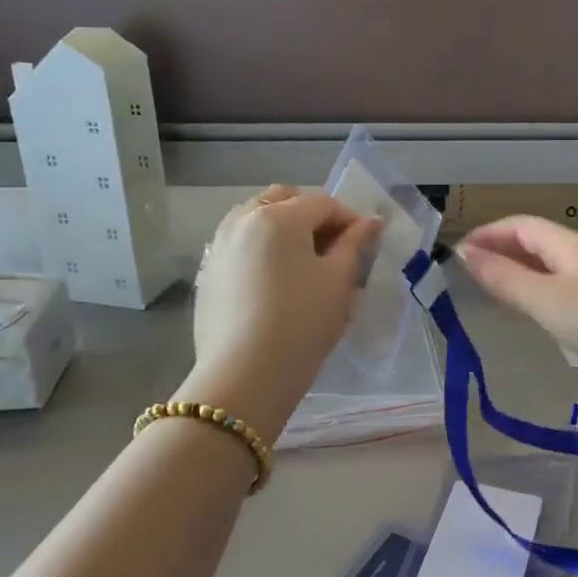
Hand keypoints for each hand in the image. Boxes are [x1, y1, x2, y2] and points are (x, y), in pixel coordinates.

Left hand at [182, 186, 381, 436]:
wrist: (244, 376)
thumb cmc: (301, 324)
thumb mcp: (338, 282)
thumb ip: (354, 244)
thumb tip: (369, 222)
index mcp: (278, 216)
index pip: (323, 202)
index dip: (350, 219)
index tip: (366, 245)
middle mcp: (242, 220)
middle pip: (284, 200)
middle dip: (312, 216)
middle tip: (333, 250)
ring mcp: (219, 245)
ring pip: (257, 220)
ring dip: (284, 230)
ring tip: (303, 265)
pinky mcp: (207, 273)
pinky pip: (240, 245)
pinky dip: (261, 250)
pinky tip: (274, 284)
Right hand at [456, 216, 577, 385]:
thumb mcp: (546, 300)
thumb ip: (505, 278)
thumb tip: (464, 254)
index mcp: (568, 245)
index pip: (520, 225)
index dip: (487, 233)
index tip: (457, 254)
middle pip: (535, 242)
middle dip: (500, 250)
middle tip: (468, 273)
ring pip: (549, 267)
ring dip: (518, 271)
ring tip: (491, 289)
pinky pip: (562, 289)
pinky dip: (537, 292)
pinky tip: (532, 311)